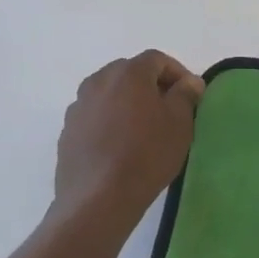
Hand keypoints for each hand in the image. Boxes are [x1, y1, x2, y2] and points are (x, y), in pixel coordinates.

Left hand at [49, 50, 203, 229]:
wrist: (99, 198)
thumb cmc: (147, 154)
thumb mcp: (180, 122)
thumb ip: (185, 95)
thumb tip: (189, 82)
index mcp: (128, 74)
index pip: (156, 59)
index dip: (177, 72)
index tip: (190, 94)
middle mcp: (98, 81)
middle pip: (130, 72)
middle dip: (151, 85)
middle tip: (169, 108)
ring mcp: (78, 106)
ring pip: (110, 93)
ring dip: (128, 102)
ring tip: (144, 128)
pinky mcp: (68, 131)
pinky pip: (95, 115)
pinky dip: (111, 120)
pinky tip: (121, 145)